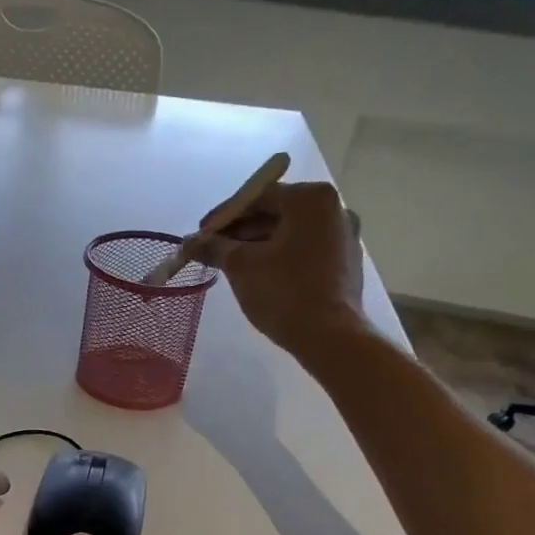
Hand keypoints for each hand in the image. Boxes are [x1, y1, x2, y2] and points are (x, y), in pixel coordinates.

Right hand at [181, 181, 365, 355]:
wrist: (330, 337)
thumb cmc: (284, 292)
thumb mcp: (241, 266)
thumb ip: (214, 247)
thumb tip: (189, 242)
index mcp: (311, 199)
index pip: (258, 197)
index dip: (223, 216)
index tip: (200, 234)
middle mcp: (334, 209)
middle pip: (275, 213)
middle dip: (241, 232)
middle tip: (212, 252)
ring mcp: (344, 236)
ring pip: (290, 234)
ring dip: (258, 246)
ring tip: (231, 266)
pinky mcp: (345, 263)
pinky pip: (304, 251)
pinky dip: (280, 258)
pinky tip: (260, 277)